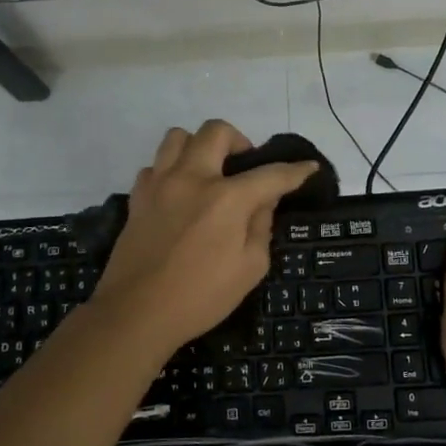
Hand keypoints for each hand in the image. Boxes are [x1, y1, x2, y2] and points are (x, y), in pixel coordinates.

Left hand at [91, 121, 318, 360]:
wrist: (137, 313)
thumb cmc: (201, 297)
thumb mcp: (250, 268)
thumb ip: (261, 226)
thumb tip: (264, 200)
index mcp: (227, 198)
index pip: (270, 174)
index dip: (295, 171)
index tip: (309, 168)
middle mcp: (192, 178)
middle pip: (216, 131)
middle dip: (239, 141)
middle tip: (244, 166)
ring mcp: (159, 184)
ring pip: (178, 137)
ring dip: (199, 146)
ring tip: (208, 172)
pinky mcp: (137, 197)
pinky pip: (155, 166)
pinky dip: (171, 172)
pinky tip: (178, 195)